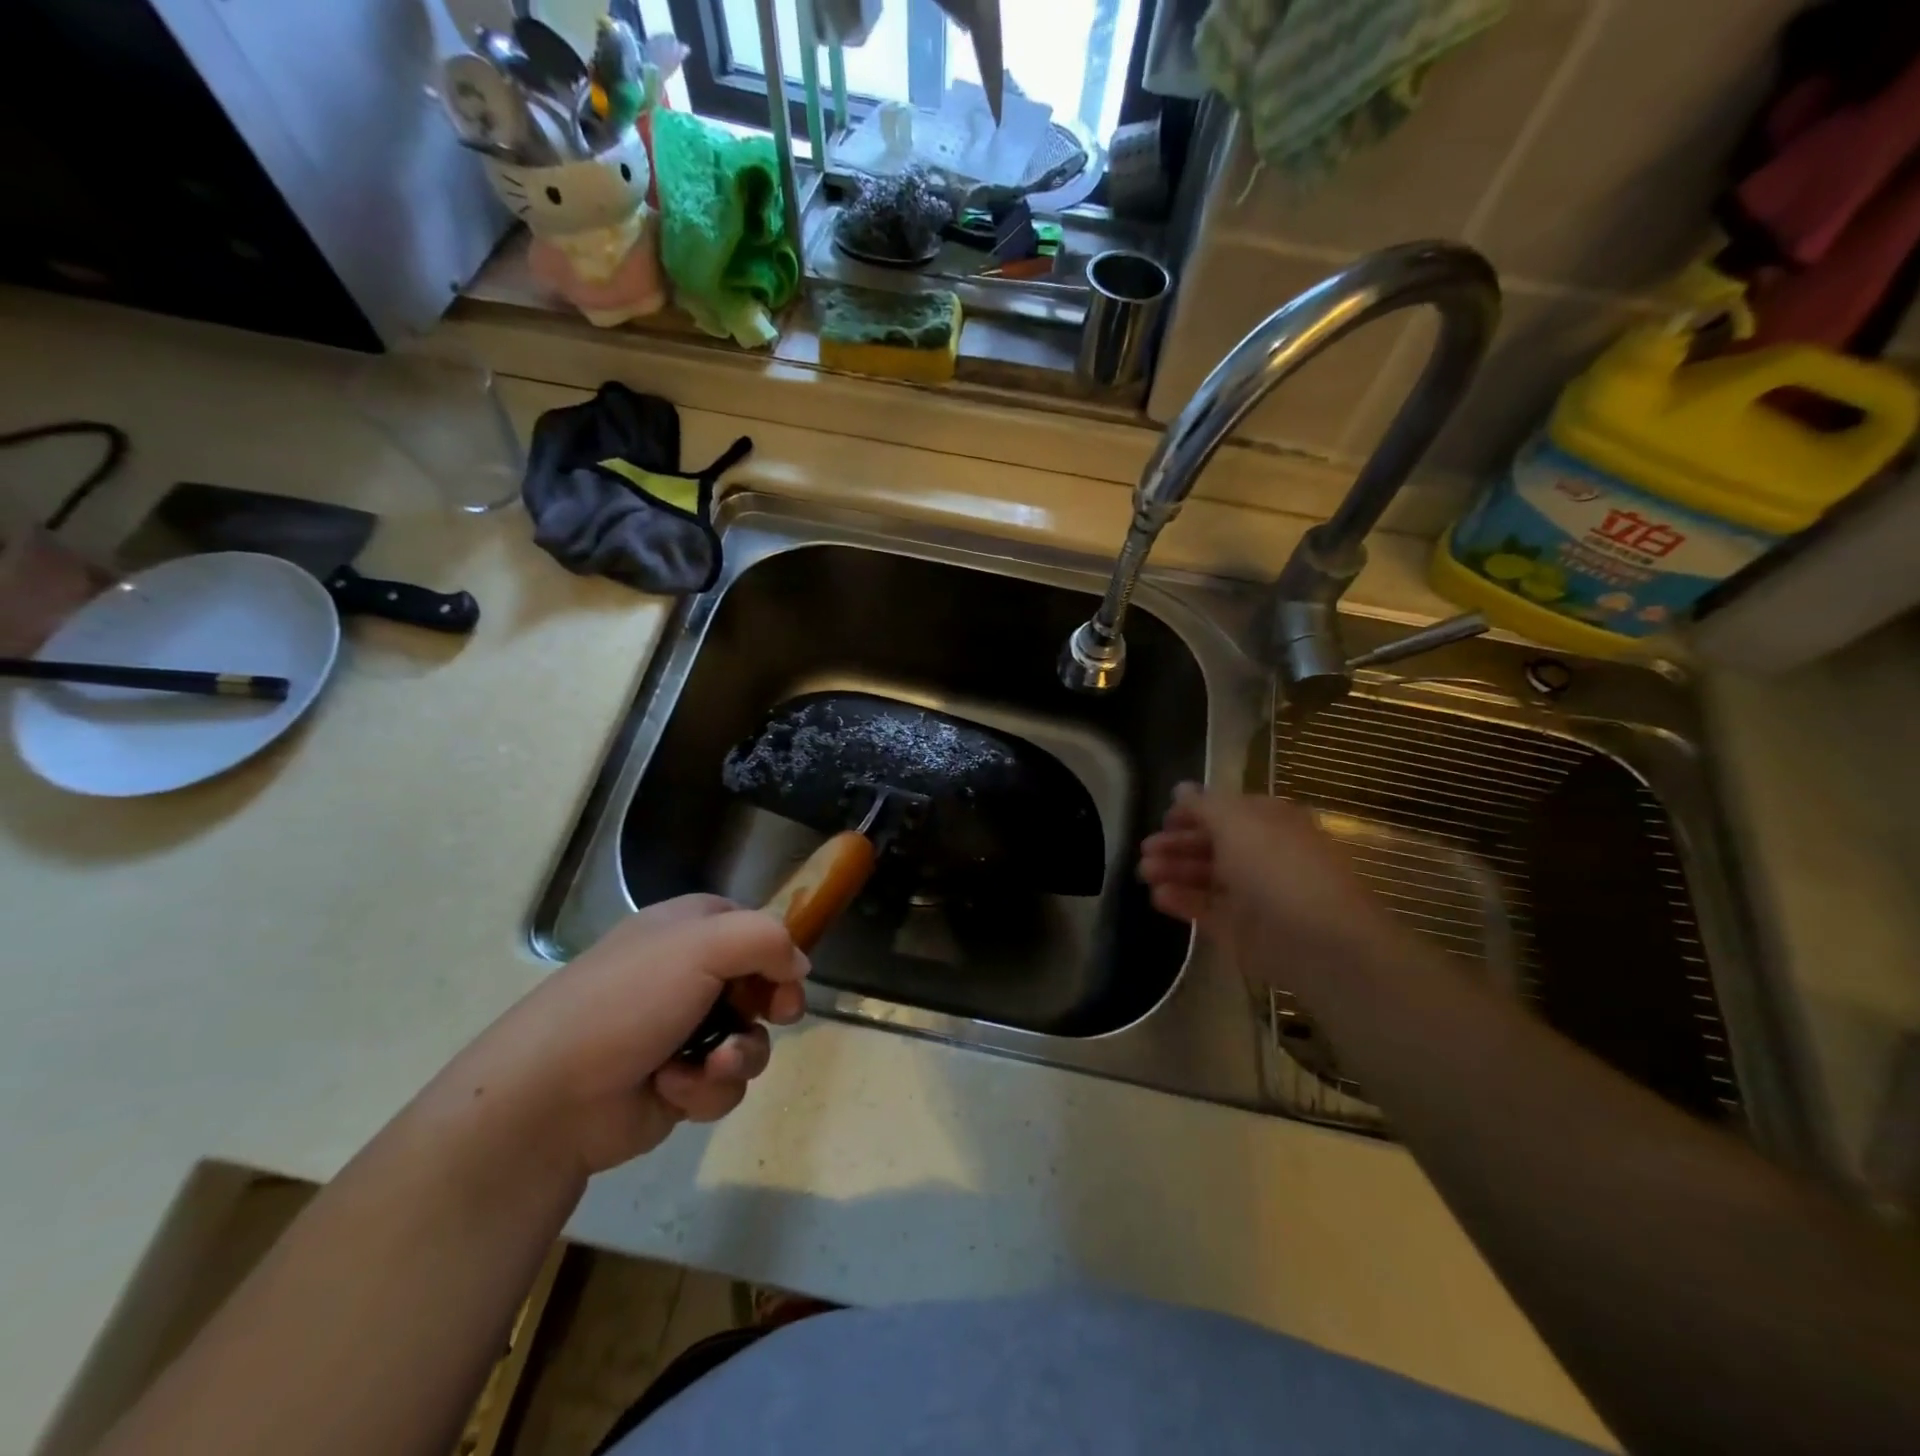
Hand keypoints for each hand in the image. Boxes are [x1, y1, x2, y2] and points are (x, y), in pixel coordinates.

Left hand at [437, 895, 808, 1180]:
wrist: (552, 1096)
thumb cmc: (629, 1000)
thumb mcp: (703, 945)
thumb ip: (768, 939)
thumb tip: (799, 967)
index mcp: (689, 930)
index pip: (756, 928)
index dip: (779, 953)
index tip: (789, 978)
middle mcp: (689, 975)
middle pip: (762, 986)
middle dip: (768, 1008)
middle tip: (773, 1016)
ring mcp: (683, 1031)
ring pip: (751, 1039)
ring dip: (737, 1056)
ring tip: (707, 1067)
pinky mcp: (679, 1083)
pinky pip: (724, 1083)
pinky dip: (706, 1089)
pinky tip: (674, 1089)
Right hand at [1138, 784, 1401, 989]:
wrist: (1318, 942)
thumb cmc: (1278, 868)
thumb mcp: (1237, 822)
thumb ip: (1203, 805)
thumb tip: (1181, 788)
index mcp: (1271, 823)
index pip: (1227, 811)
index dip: (1194, 812)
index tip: (1164, 818)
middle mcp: (1263, 855)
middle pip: (1213, 844)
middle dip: (1177, 843)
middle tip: (1145, 848)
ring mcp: (1252, 894)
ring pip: (1205, 877)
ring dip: (1173, 870)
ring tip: (1144, 872)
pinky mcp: (1241, 930)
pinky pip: (1206, 909)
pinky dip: (1181, 901)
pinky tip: (1158, 895)